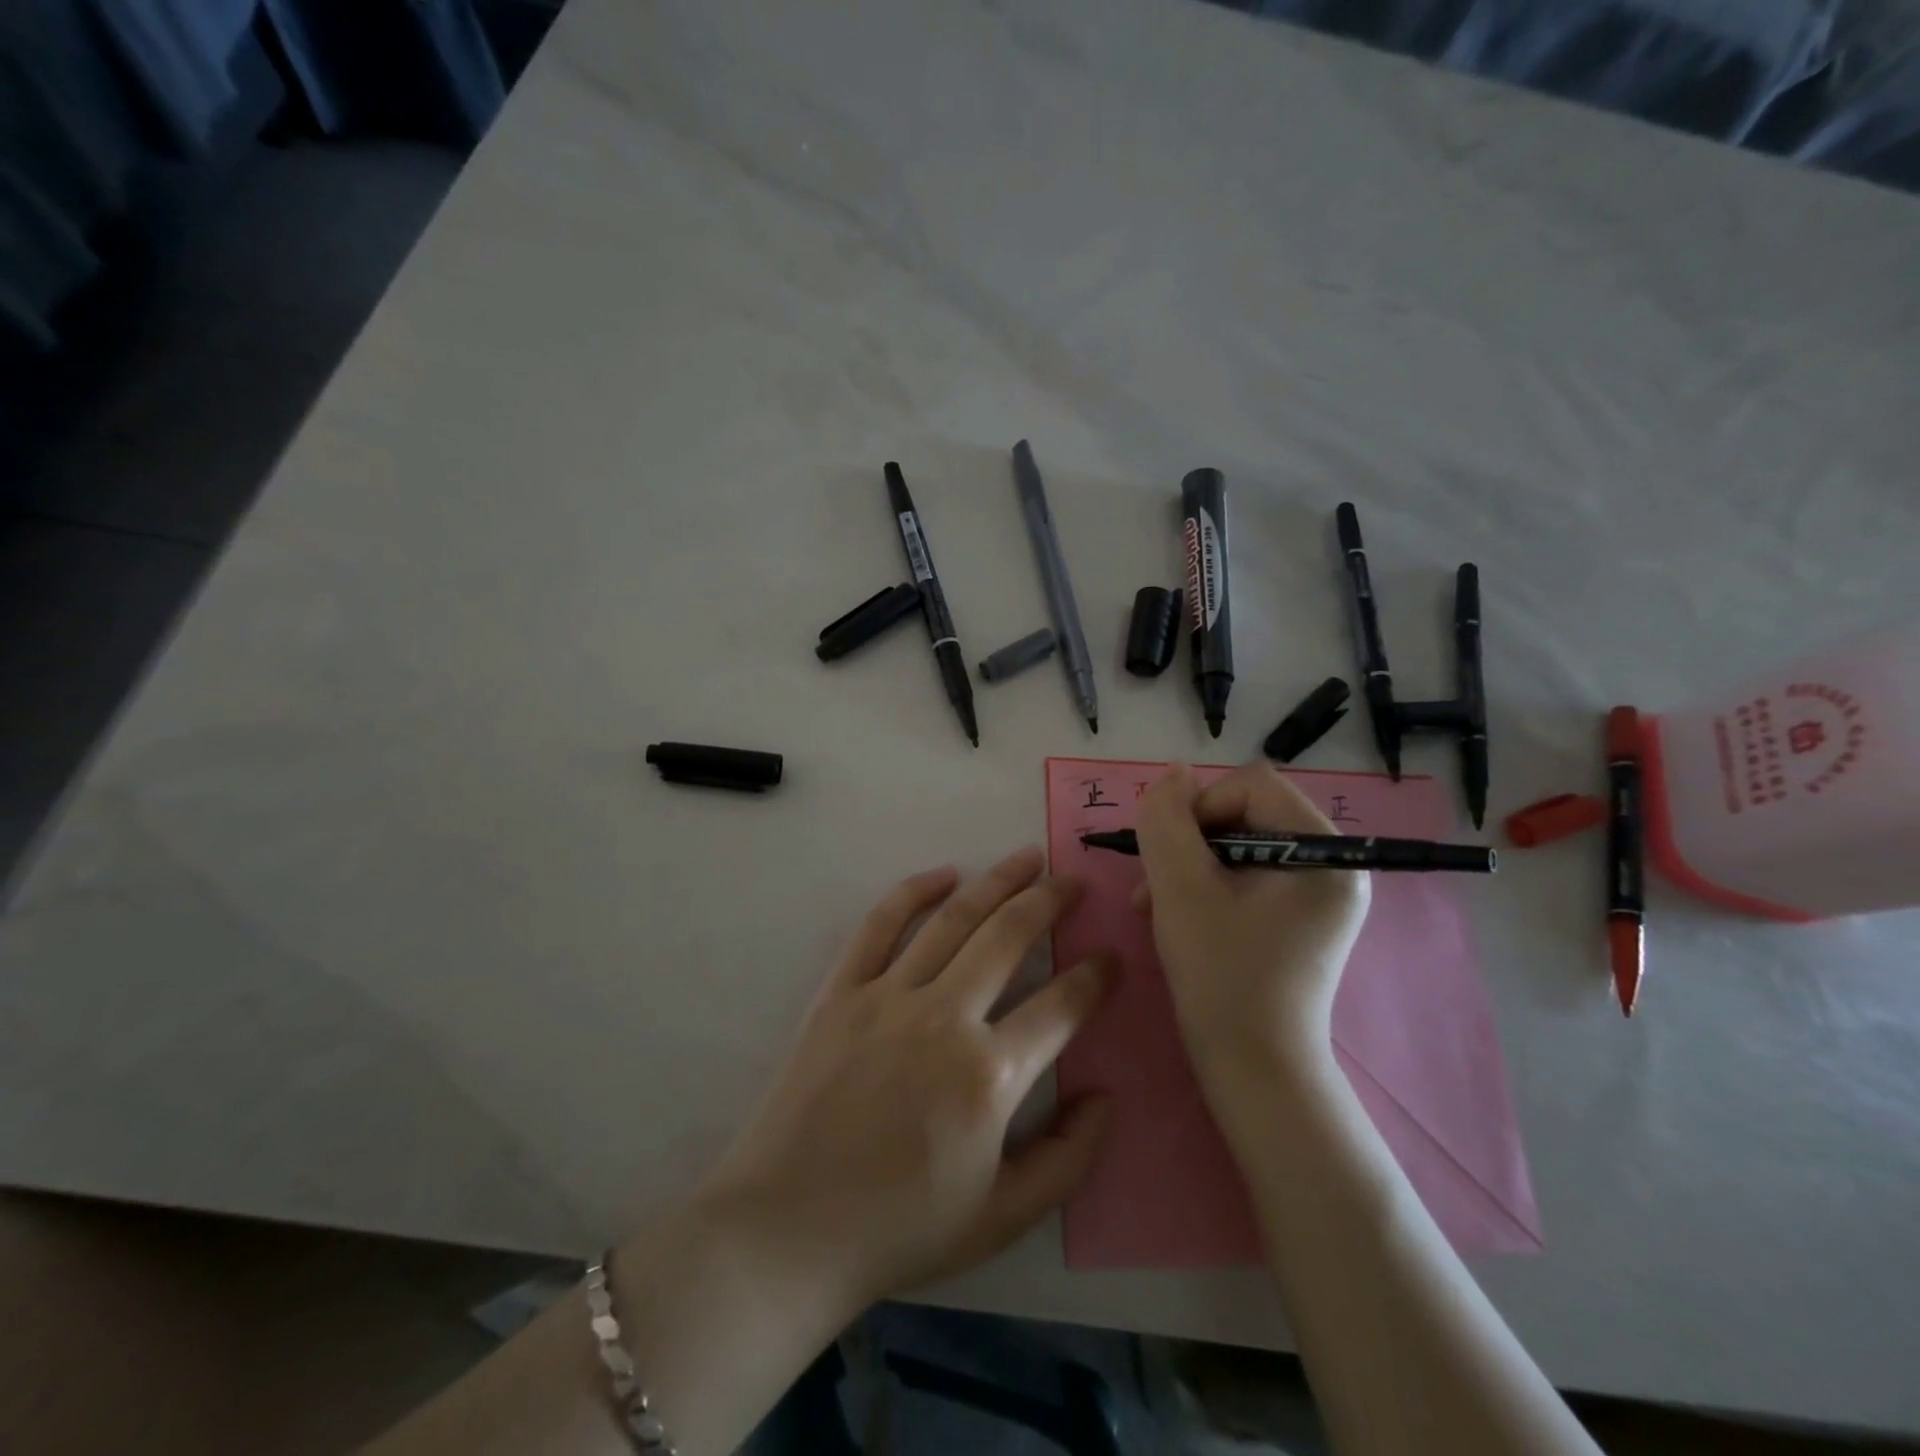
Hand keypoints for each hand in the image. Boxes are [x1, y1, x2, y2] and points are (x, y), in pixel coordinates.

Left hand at [698, 847, 1116, 1320]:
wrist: (788, 1229)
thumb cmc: (901, 1228)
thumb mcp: (1003, 1218)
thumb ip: (1069, 1159)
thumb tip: (1106, 1097)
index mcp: (989, 1076)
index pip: (1060, 1006)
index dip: (1095, 977)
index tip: (1111, 958)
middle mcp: (944, 1018)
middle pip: (1009, 937)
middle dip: (1050, 902)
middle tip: (1074, 882)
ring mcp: (888, 997)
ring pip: (954, 920)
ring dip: (997, 882)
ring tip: (1028, 858)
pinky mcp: (841, 991)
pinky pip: (880, 925)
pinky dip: (913, 892)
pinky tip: (944, 874)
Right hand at [1135, 763, 1369, 1082]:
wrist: (1253, 1069)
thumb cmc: (1221, 975)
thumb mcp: (1180, 888)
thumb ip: (1168, 820)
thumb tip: (1173, 773)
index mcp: (1324, 852)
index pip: (1251, 786)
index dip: (1199, 807)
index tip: (1168, 855)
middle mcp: (1333, 865)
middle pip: (1246, 813)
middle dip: (1190, 841)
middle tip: (1153, 883)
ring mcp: (1318, 895)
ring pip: (1239, 844)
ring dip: (1189, 864)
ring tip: (1153, 903)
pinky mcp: (1299, 918)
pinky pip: (1246, 876)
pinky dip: (1206, 886)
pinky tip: (1175, 914)